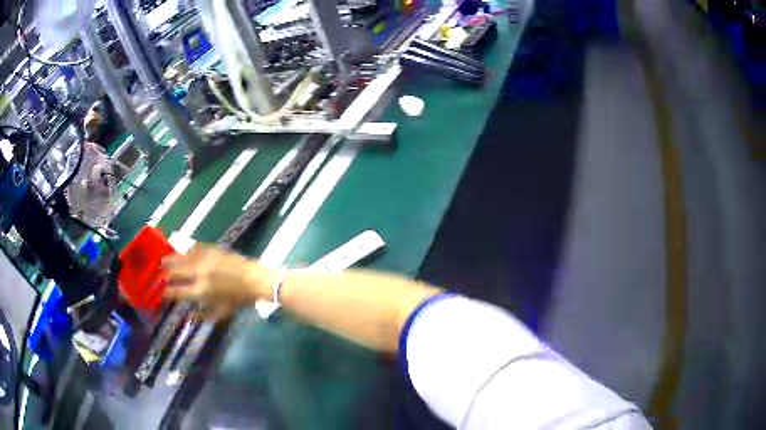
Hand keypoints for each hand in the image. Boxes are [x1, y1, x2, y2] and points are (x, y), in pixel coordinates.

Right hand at [162, 244, 276, 319]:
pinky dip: (187, 251)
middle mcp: (199, 273)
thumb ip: (203, 316)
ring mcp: (205, 259)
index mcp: (201, 291)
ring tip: (163, 260)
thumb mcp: (221, 312)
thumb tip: (188, 317)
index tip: (161, 292)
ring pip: (182, 257)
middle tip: (158, 273)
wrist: (255, 279)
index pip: (177, 292)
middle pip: (176, 271)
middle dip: (165, 273)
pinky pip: (194, 248)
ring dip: (171, 259)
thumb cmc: (239, 300)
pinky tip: (184, 253)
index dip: (167, 292)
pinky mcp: (212, 249)